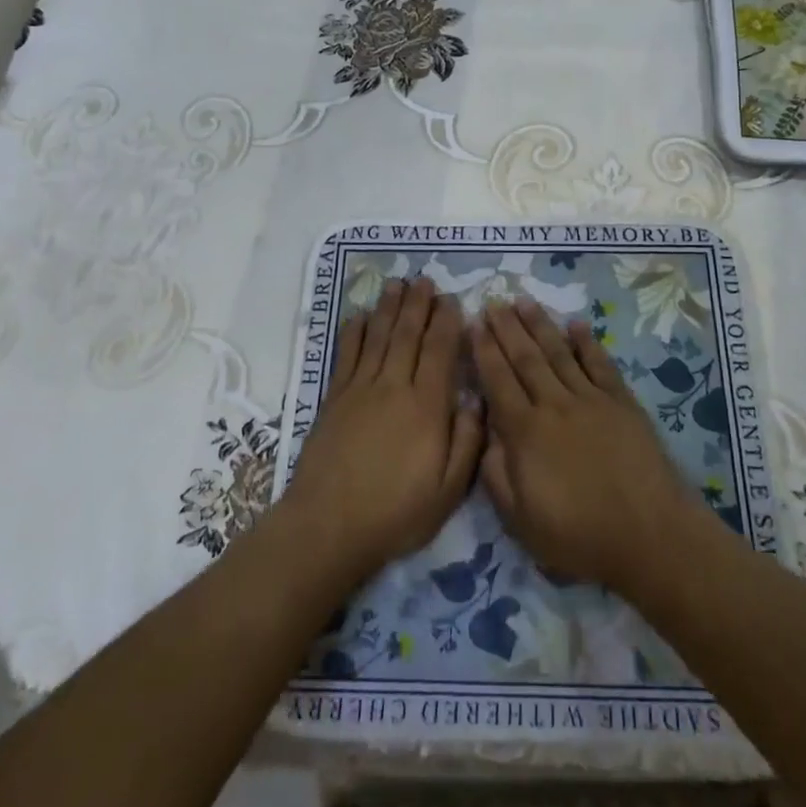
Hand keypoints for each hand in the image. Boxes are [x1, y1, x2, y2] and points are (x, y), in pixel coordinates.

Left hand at [284, 277, 483, 581]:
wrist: (329, 526)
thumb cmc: (396, 512)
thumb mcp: (448, 490)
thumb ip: (467, 442)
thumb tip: (476, 400)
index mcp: (426, 406)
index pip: (439, 351)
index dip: (447, 322)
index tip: (452, 300)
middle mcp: (393, 387)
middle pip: (408, 335)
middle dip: (418, 304)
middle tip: (425, 280)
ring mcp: (360, 390)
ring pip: (378, 337)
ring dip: (389, 308)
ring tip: (397, 284)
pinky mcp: (335, 398)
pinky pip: (347, 354)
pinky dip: (355, 332)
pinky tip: (360, 316)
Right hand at [471, 298, 714, 600]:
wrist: (649, 535)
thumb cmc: (579, 536)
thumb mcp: (520, 521)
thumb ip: (496, 474)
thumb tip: (485, 433)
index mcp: (526, 432)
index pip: (498, 381)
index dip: (484, 351)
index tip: (473, 324)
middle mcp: (555, 405)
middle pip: (526, 359)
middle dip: (506, 329)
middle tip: (493, 302)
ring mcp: (591, 400)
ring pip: (559, 353)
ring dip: (540, 325)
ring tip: (524, 301)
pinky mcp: (621, 403)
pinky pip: (600, 364)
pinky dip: (587, 343)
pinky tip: (577, 324)